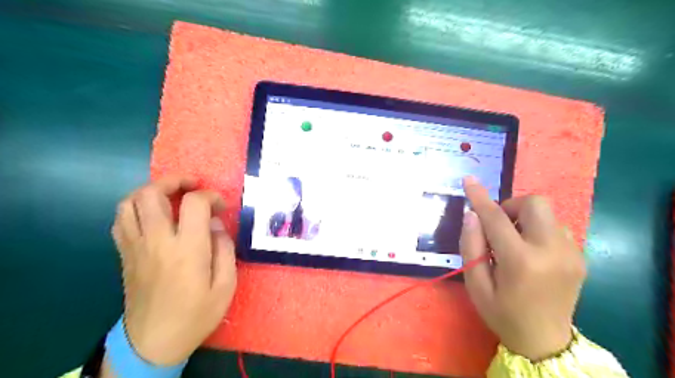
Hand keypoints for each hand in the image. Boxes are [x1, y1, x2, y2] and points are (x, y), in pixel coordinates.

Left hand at [111, 175, 236, 365]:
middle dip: (174, 181)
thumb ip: (225, 249)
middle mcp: (157, 241)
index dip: (210, 196)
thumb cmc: (196, 314)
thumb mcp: (226, 286)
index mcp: (187, 249)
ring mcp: (135, 247)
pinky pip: (121, 220)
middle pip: (152, 193)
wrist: (153, 343)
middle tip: (192, 186)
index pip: (194, 203)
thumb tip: (216, 224)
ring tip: (170, 195)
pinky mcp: (124, 255)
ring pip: (129, 202)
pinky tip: (152, 215)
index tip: (221, 206)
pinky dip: (135, 207)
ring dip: (151, 191)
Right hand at [459, 176, 585, 359]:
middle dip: (512, 206)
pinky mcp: (580, 257)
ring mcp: (571, 254)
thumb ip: (471, 246)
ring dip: (525, 218)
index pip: (496, 218)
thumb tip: (472, 215)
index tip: (468, 180)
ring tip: (514, 242)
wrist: (545, 342)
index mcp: (521, 262)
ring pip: (548, 213)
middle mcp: (552, 252)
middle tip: (499, 226)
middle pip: (535, 203)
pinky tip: (531, 251)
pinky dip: (538, 229)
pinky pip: (556, 227)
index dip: (480, 197)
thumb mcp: (475, 284)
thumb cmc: (502, 313)